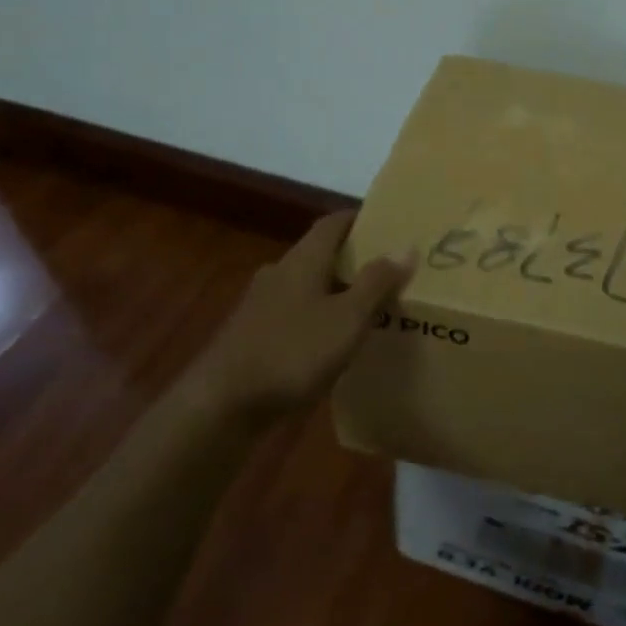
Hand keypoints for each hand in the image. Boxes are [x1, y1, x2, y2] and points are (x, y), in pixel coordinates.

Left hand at [205, 210, 413, 416]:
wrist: (220, 406)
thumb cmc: (292, 353)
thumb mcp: (347, 319)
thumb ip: (377, 283)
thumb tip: (406, 246)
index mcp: (302, 260)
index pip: (333, 223)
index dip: (360, 219)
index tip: (388, 225)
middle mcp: (279, 273)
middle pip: (319, 253)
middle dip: (351, 258)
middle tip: (386, 270)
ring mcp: (260, 305)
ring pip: (305, 285)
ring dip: (333, 290)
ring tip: (364, 308)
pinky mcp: (250, 336)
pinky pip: (293, 314)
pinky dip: (315, 318)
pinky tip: (329, 343)